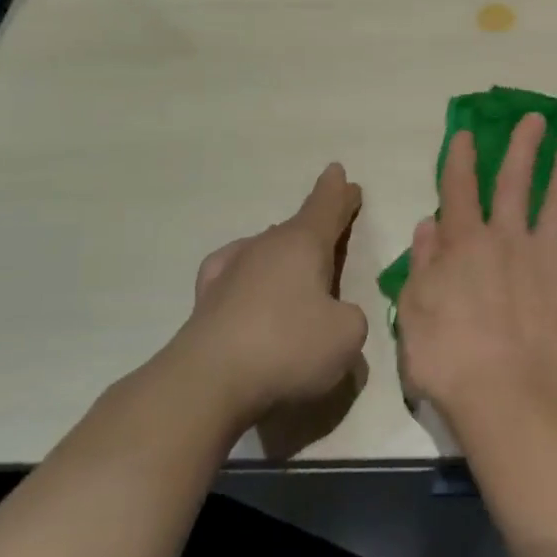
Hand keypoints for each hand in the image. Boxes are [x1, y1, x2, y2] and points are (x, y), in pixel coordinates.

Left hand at [170, 164, 368, 419]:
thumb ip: (350, 317)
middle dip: (316, 223)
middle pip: (296, 227)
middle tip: (331, 221)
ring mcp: (231, 272)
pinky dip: (250, 277)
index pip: (326, 208)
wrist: (207, 383)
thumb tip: (334, 316)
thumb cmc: (288, 347)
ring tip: (297, 265)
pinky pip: (237, 275)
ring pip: (266, 250)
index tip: (340, 173)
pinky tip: (246, 283)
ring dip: (284, 254)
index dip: (339, 194)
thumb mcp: (347, 334)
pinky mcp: (206, 302)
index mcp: (303, 244)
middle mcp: (266, 247)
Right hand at [398, 112, 556, 414]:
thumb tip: (429, 224)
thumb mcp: (413, 310)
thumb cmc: (448, 356)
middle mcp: (507, 237)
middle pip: (514, 181)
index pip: (459, 189)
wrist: (503, 392)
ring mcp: (546, 254)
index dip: (461, 158)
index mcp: (464, 243)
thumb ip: (422, 264)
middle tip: (536, 118)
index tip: (466, 133)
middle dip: (523, 146)